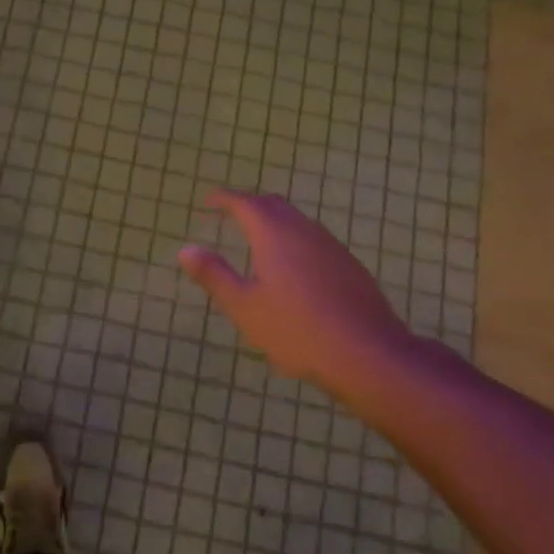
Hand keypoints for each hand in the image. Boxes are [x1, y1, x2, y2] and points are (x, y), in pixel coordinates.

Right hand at [178, 190, 421, 398]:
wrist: (367, 354)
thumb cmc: (296, 330)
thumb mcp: (244, 306)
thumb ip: (214, 275)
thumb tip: (186, 249)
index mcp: (274, 235)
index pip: (245, 203)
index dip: (225, 199)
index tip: (209, 201)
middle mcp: (304, 231)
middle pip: (274, 205)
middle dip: (250, 205)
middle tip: (231, 215)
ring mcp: (331, 247)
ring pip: (298, 221)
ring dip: (275, 221)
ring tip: (258, 239)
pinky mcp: (349, 266)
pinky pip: (314, 239)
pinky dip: (294, 239)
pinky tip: (293, 266)